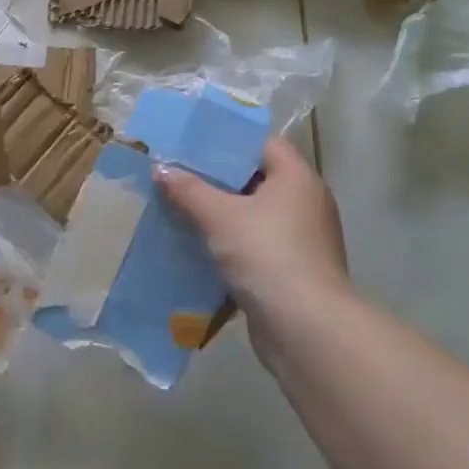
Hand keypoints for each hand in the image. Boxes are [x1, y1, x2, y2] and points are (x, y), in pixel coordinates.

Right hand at [156, 137, 351, 349]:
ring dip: (222, 214)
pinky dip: (232, 243)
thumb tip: (161, 168)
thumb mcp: (219, 216)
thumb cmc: (266, 254)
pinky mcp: (294, 269)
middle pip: (257, 179)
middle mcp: (306, 203)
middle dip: (218, 179)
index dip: (229, 141)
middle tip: (179, 175)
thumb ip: (188, 189)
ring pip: (255, 215)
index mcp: (297, 178)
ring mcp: (303, 239)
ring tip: (181, 208)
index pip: (263, 144)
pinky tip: (199, 246)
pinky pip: (257, 244)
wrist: (305, 327)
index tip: (193, 144)